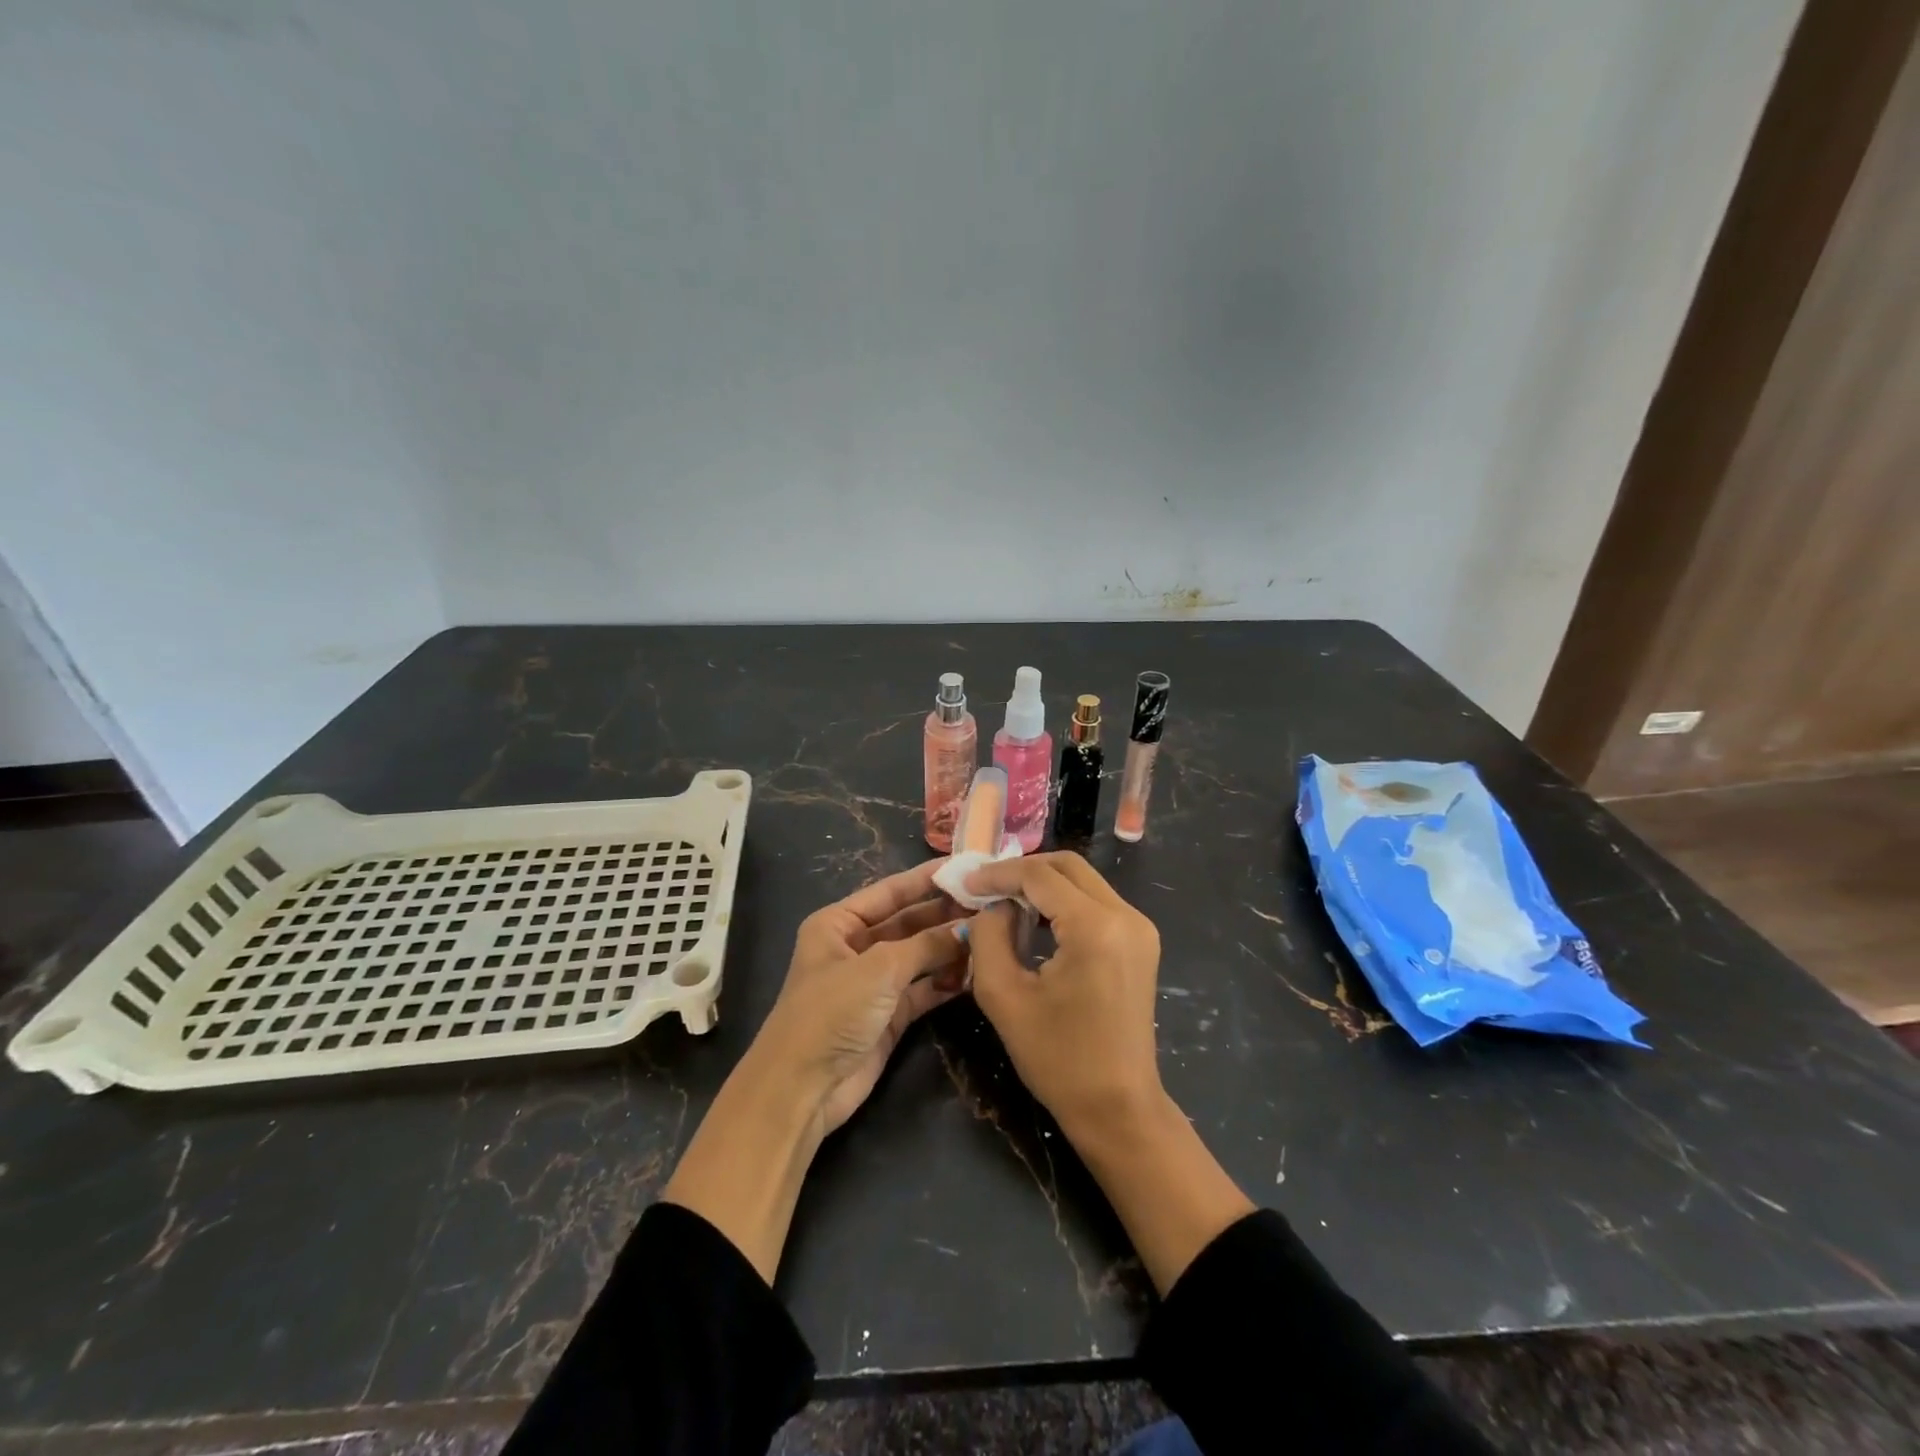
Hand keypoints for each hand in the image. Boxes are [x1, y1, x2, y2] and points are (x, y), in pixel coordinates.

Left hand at [752, 859, 968, 1134]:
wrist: (802, 1088)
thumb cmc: (831, 1012)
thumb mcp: (879, 968)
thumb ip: (927, 944)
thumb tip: (971, 927)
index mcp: (838, 924)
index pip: (890, 891)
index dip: (926, 879)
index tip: (965, 867)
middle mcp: (856, 947)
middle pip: (908, 922)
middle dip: (945, 913)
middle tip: (990, 902)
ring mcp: (874, 983)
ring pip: (920, 955)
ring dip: (950, 947)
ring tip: (992, 933)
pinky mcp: (890, 1015)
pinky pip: (924, 988)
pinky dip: (947, 980)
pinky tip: (977, 970)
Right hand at [965, 852, 1252, 1294]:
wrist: (1119, 1109)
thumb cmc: (1058, 1059)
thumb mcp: (1004, 996)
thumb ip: (988, 936)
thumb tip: (993, 905)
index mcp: (1095, 927)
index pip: (1039, 876)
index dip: (998, 874)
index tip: (965, 883)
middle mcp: (1125, 915)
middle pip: (1067, 866)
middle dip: (1022, 870)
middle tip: (985, 887)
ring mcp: (1139, 927)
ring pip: (1083, 880)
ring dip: (1043, 884)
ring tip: (1004, 902)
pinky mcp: (1140, 942)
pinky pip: (1096, 902)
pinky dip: (1063, 901)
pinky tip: (1035, 921)